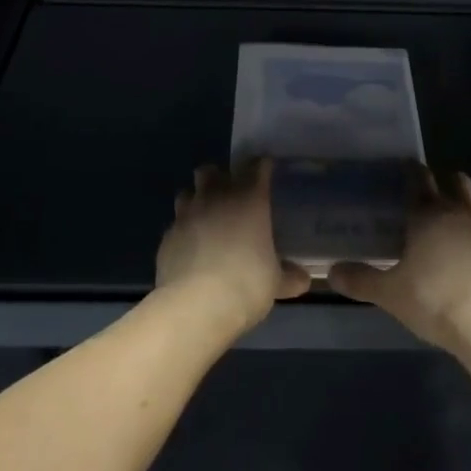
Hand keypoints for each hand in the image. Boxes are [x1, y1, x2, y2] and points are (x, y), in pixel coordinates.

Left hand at [153, 159, 310, 336]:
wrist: (196, 305)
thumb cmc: (246, 283)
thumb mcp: (275, 282)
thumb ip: (289, 276)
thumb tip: (304, 278)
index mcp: (249, 198)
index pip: (256, 166)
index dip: (262, 166)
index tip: (266, 170)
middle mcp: (216, 197)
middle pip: (210, 170)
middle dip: (218, 178)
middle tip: (228, 196)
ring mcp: (187, 214)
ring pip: (187, 192)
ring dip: (196, 201)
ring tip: (205, 219)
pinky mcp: (167, 236)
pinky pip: (175, 224)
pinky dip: (183, 231)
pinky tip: (190, 249)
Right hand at [328, 168, 470, 356]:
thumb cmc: (436, 301)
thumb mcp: (391, 294)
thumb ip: (361, 280)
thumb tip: (331, 271)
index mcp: (427, 215)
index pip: (419, 181)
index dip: (413, 172)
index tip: (409, 167)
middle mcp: (460, 211)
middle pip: (456, 182)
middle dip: (446, 181)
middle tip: (434, 192)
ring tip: (462, 214)